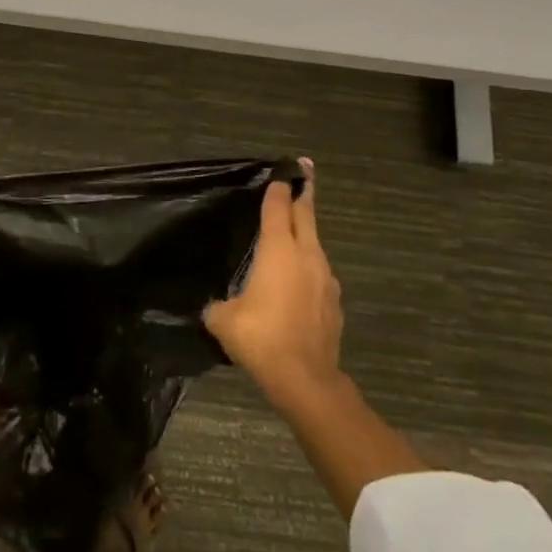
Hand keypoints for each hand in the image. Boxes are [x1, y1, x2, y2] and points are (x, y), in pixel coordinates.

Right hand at [204, 160, 342, 404]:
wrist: (305, 379)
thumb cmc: (261, 337)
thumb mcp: (223, 319)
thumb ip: (218, 305)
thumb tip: (217, 306)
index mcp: (278, 250)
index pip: (278, 208)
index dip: (278, 189)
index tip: (281, 172)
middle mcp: (307, 257)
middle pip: (306, 217)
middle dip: (304, 193)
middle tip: (304, 172)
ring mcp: (325, 280)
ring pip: (315, 245)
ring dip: (306, 233)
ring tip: (294, 230)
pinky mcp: (334, 303)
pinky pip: (319, 274)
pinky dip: (308, 267)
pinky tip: (297, 281)